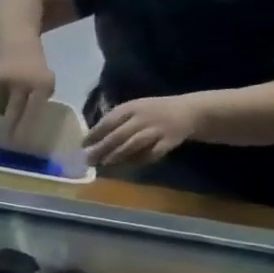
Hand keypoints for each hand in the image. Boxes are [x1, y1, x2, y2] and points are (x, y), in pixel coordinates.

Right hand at [0, 49, 56, 137]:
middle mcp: (24, 83)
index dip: (27, 127)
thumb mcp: (45, 82)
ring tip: (5, 108)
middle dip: (11, 127)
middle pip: (15, 111)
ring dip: (2, 111)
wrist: (16, 46)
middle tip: (7, 141)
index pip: (34, 111)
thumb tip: (26, 122)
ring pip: (1, 107)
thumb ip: (38, 99)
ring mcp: (6, 82)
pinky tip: (0, 95)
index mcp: (42, 85)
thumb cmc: (34, 69)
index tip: (21, 142)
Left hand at [84, 95, 204, 167]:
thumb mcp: (132, 110)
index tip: (83, 145)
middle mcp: (144, 117)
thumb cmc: (152, 112)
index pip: (108, 122)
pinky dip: (142, 159)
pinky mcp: (171, 140)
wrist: (190, 111)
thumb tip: (89, 140)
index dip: (94, 134)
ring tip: (105, 163)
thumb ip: (113, 122)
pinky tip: (131, 164)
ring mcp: (159, 129)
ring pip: (135, 143)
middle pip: (119, 135)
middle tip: (89, 160)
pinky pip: (154, 152)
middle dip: (102, 148)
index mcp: (131, 108)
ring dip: (118, 154)